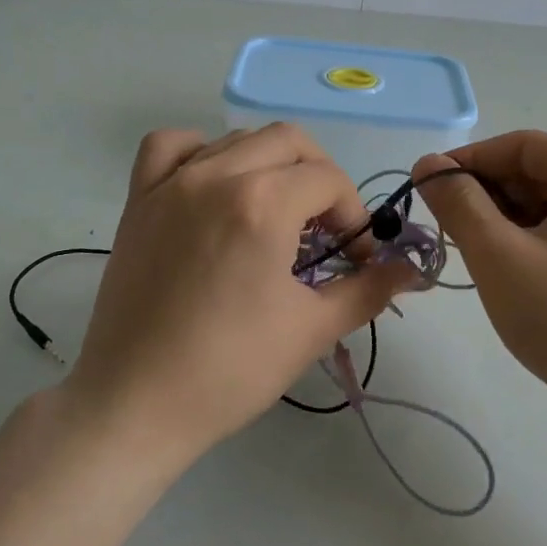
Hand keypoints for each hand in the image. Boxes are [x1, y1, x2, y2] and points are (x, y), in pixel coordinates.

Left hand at [66, 124, 418, 465]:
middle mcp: (216, 176)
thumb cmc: (230, 370)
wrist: (135, 405)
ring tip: (274, 214)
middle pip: (289, 141)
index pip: (328, 180)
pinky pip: (170, 147)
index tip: (353, 259)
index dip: (353, 217)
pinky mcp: (138, 200)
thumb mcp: (312, 329)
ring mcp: (171, 184)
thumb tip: (410, 270)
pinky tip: (212, 187)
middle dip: (320, 179)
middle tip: (324, 231)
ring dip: (269, 165)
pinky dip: (199, 152)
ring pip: (237, 139)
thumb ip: (369, 289)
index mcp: (262, 204)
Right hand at [413, 132, 546, 423]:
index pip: (519, 146)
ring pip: (545, 206)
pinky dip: (527, 243)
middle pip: (534, 174)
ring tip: (472, 255)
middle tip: (445, 230)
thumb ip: (458, 202)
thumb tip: (426, 163)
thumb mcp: (500, 255)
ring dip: (503, 223)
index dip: (466, 162)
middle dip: (485, 197)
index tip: (423, 189)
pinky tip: (505, 272)